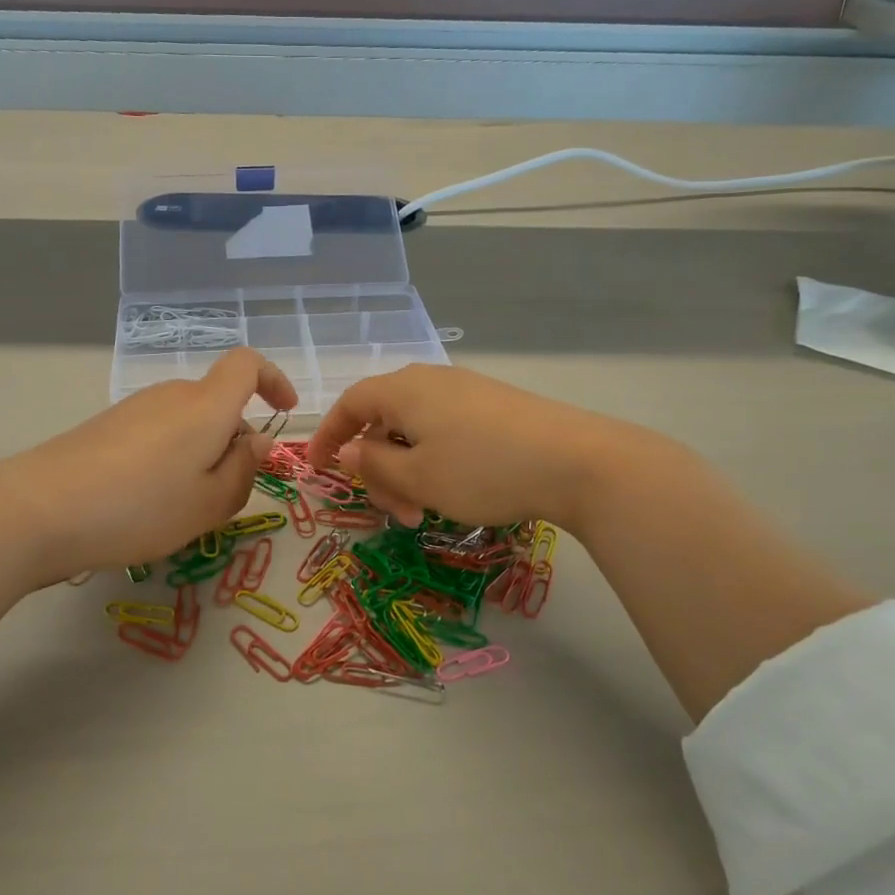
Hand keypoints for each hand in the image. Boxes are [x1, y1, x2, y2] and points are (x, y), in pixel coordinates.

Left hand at [0, 348, 297, 585]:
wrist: (39, 509)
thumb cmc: (141, 507)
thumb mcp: (210, 503)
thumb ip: (244, 470)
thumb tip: (256, 442)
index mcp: (206, 406)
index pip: (247, 364)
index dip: (272, 380)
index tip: (284, 411)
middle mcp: (171, 395)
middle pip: (217, 403)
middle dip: (234, 441)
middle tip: (227, 495)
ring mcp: (134, 408)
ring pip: (187, 423)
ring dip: (201, 455)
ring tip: (184, 507)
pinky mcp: (105, 426)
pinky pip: (157, 434)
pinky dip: (170, 459)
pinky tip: (146, 502)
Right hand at [306, 364, 648, 529]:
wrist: (577, 461)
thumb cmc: (482, 470)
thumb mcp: (418, 477)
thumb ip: (374, 464)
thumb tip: (347, 449)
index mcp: (403, 390)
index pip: (350, 404)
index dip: (328, 435)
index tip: (317, 469)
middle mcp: (431, 381)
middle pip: (384, 420)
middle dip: (379, 469)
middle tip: (395, 513)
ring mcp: (467, 391)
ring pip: (416, 430)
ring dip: (408, 471)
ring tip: (425, 513)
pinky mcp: (495, 407)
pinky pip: (446, 430)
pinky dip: (435, 461)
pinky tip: (454, 491)